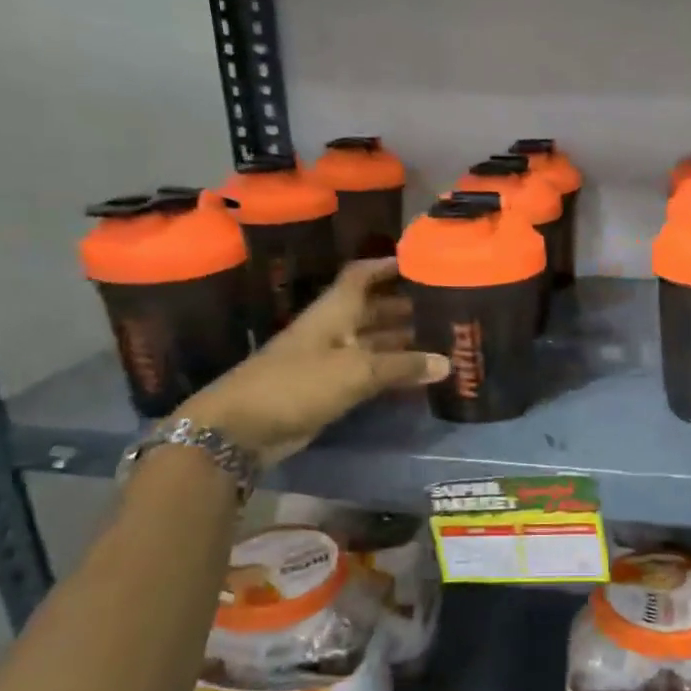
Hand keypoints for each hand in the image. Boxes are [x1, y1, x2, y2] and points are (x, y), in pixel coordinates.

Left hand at [175, 259, 447, 464]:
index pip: (361, 276)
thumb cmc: (297, 384)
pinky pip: (369, 374)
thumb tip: (447, 363)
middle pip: (373, 310)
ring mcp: (330, 361)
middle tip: (447, 307)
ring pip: (374, 344)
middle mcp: (334, 330)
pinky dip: (394, 373)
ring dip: (405, 343)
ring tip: (445, 342)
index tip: (421, 262)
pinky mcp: (330, 390)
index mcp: (334, 312)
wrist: (242, 428)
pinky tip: (422, 378)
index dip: (387, 266)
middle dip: (406, 307)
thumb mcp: (355, 371)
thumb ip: (402, 366)